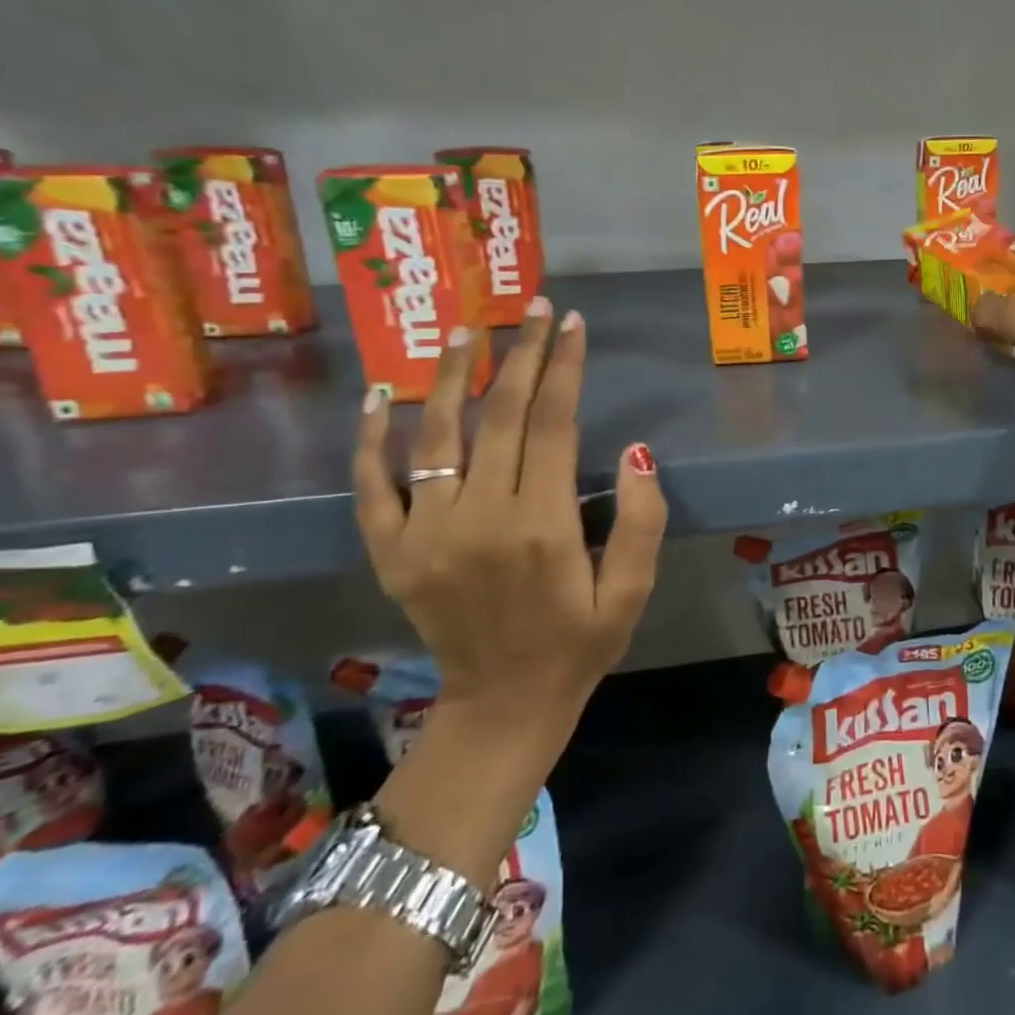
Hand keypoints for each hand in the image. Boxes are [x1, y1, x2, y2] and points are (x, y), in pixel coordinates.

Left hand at [351, 297, 666, 727]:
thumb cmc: (579, 644)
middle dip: (522, 355)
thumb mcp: (632, 592)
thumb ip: (642, 522)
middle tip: (534, 308)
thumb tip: (636, 452)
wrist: (502, 706)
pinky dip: (373, 440)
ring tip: (468, 331)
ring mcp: (426, 535)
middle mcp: (480, 519)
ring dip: (453, 377)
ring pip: (437, 437)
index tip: (573, 325)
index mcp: (543, 527)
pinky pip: (373, 487)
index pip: (554, 425)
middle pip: (500, 417)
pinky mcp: (393, 553)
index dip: (565, 369)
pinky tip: (382, 396)